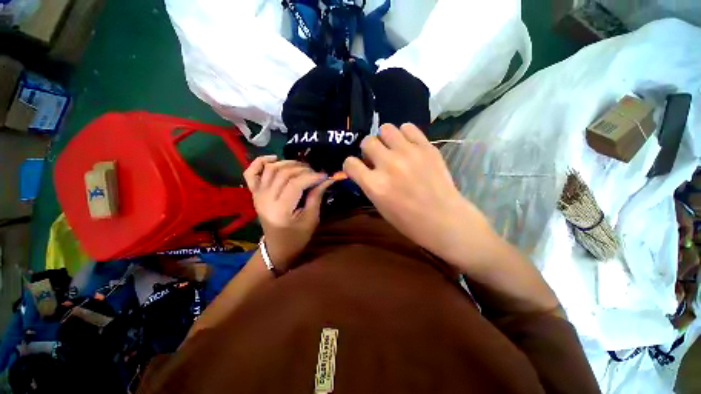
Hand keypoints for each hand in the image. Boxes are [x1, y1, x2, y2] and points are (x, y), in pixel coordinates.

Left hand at [244, 156, 333, 271]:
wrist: (277, 247)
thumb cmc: (297, 237)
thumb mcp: (311, 219)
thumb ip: (317, 196)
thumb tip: (327, 179)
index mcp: (281, 210)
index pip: (296, 184)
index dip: (312, 176)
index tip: (325, 175)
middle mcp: (265, 199)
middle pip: (284, 173)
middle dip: (303, 169)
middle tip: (316, 172)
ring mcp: (257, 195)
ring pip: (271, 169)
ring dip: (288, 163)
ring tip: (302, 167)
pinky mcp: (254, 193)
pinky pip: (251, 172)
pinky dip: (261, 161)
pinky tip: (274, 158)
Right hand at [343, 124, 497, 269]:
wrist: (444, 219)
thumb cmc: (408, 220)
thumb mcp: (380, 206)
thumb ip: (370, 184)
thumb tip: (367, 168)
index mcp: (374, 185)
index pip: (350, 163)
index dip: (351, 165)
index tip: (357, 168)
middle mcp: (388, 165)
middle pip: (367, 142)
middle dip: (368, 150)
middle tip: (377, 158)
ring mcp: (408, 153)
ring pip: (386, 129)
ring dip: (385, 139)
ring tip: (392, 148)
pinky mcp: (426, 147)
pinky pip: (408, 127)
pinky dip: (404, 134)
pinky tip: (407, 145)